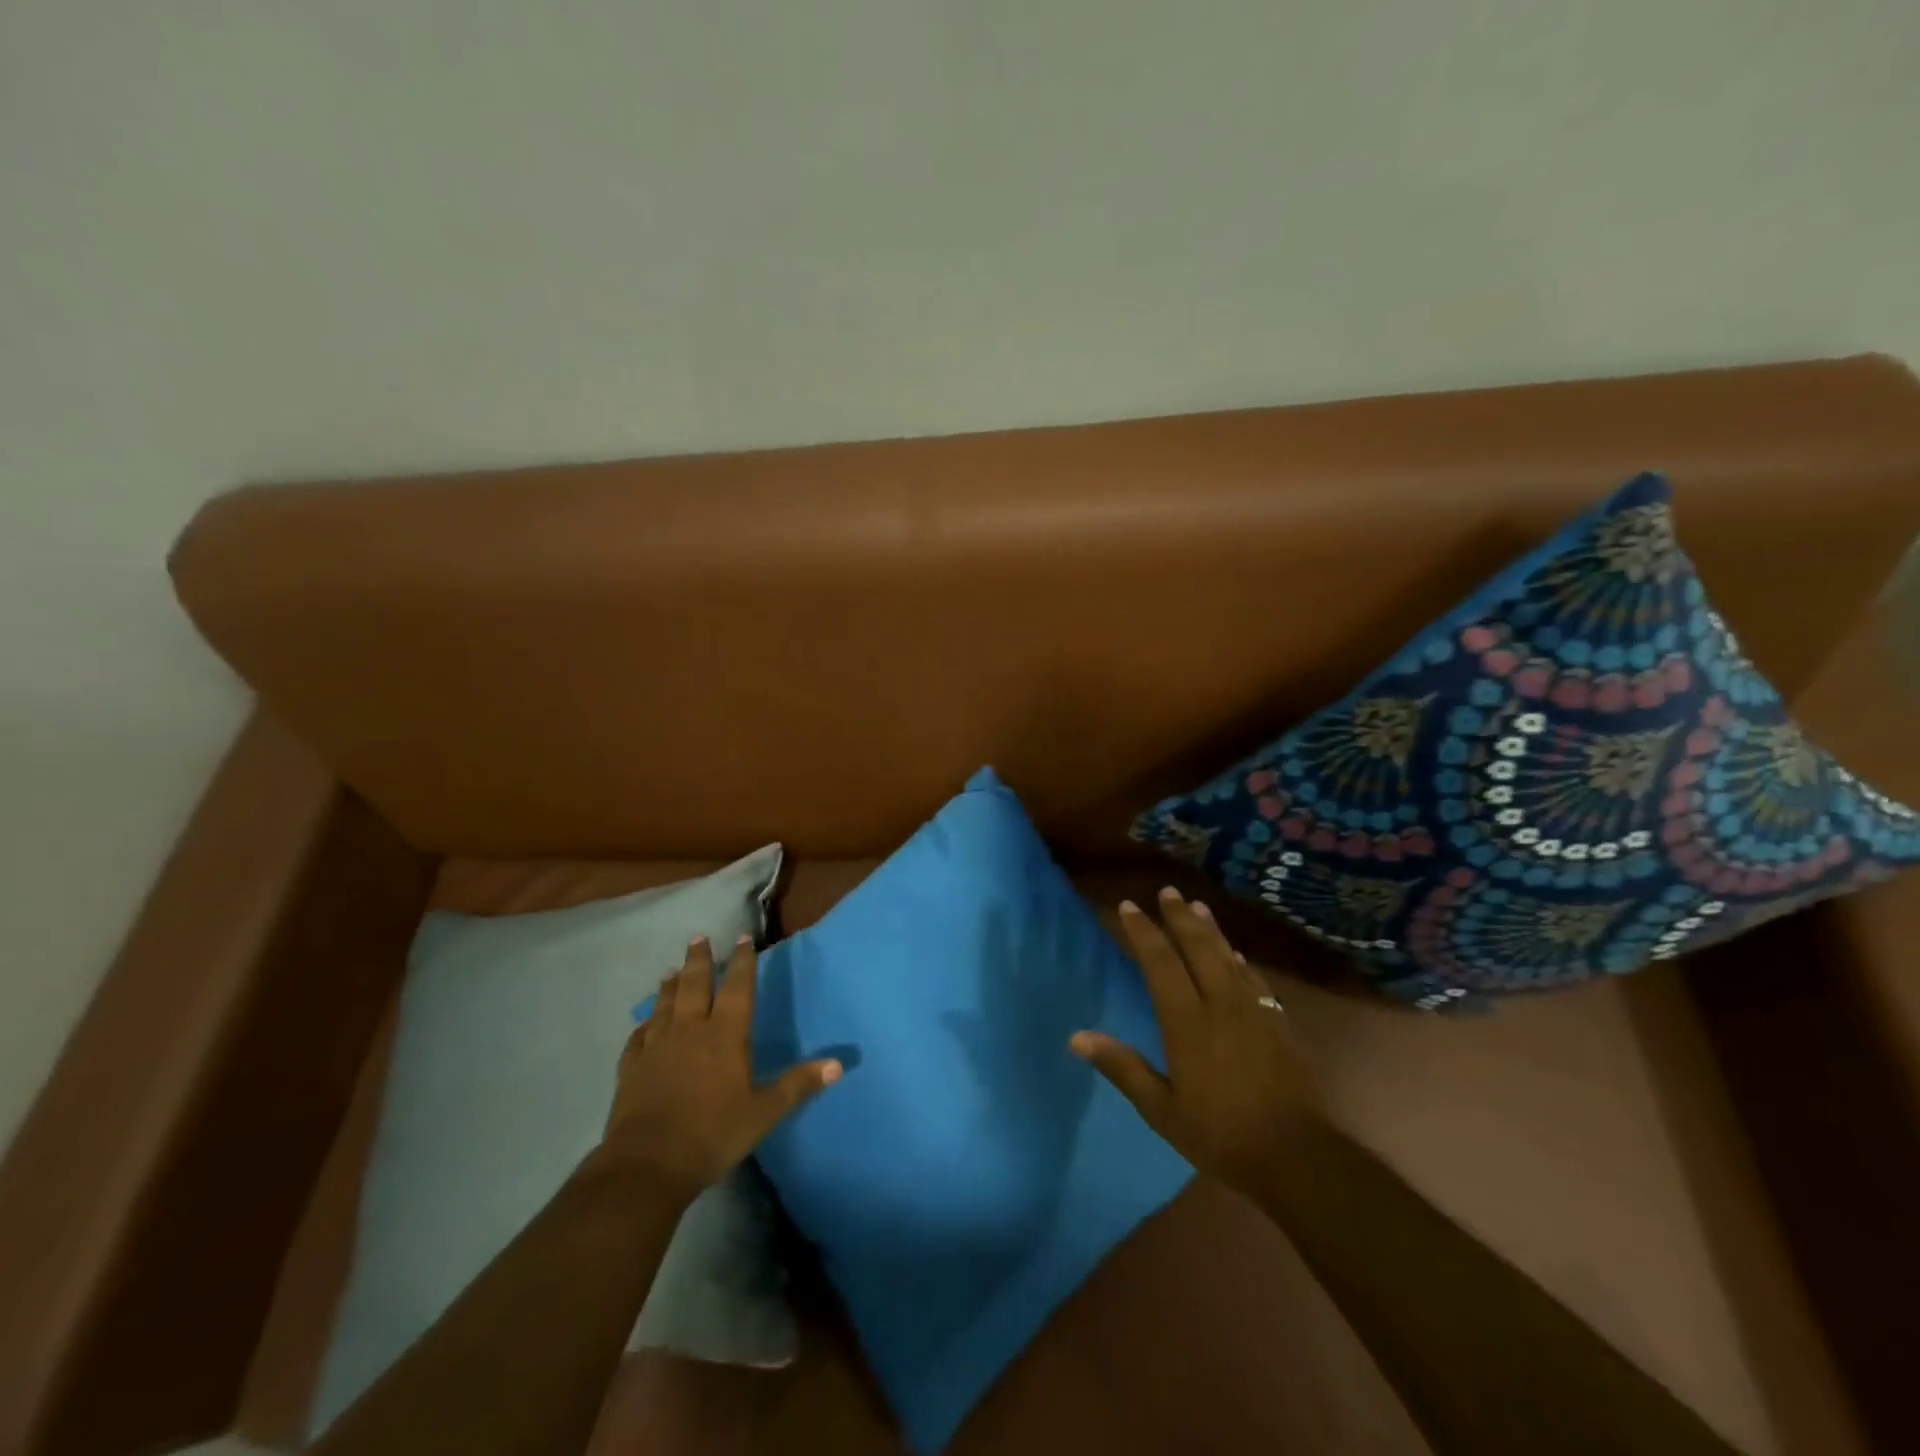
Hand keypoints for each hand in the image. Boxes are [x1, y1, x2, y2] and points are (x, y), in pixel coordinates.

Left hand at [600, 934, 841, 1204]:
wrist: (647, 1165)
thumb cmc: (713, 1134)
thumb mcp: (764, 1112)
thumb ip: (798, 1085)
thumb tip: (838, 1065)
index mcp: (725, 1034)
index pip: (737, 987)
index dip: (743, 961)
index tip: (742, 937)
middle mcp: (690, 1030)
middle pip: (694, 984)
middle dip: (699, 959)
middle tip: (699, 937)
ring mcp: (657, 1046)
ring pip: (665, 1004)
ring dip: (669, 984)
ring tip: (672, 969)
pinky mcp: (632, 1066)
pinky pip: (639, 1036)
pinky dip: (644, 1024)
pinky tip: (644, 1023)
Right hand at [1071, 887, 1325, 1199]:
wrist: (1297, 1155)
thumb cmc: (1220, 1134)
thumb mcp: (1161, 1109)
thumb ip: (1122, 1067)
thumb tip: (1077, 1037)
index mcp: (1187, 1021)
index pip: (1161, 962)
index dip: (1144, 932)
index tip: (1130, 907)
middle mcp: (1219, 1003)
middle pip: (1197, 947)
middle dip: (1179, 917)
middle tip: (1168, 891)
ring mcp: (1253, 1010)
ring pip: (1227, 955)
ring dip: (1210, 929)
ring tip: (1197, 906)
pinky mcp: (1277, 1023)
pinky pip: (1253, 978)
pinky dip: (1239, 960)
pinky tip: (1235, 955)